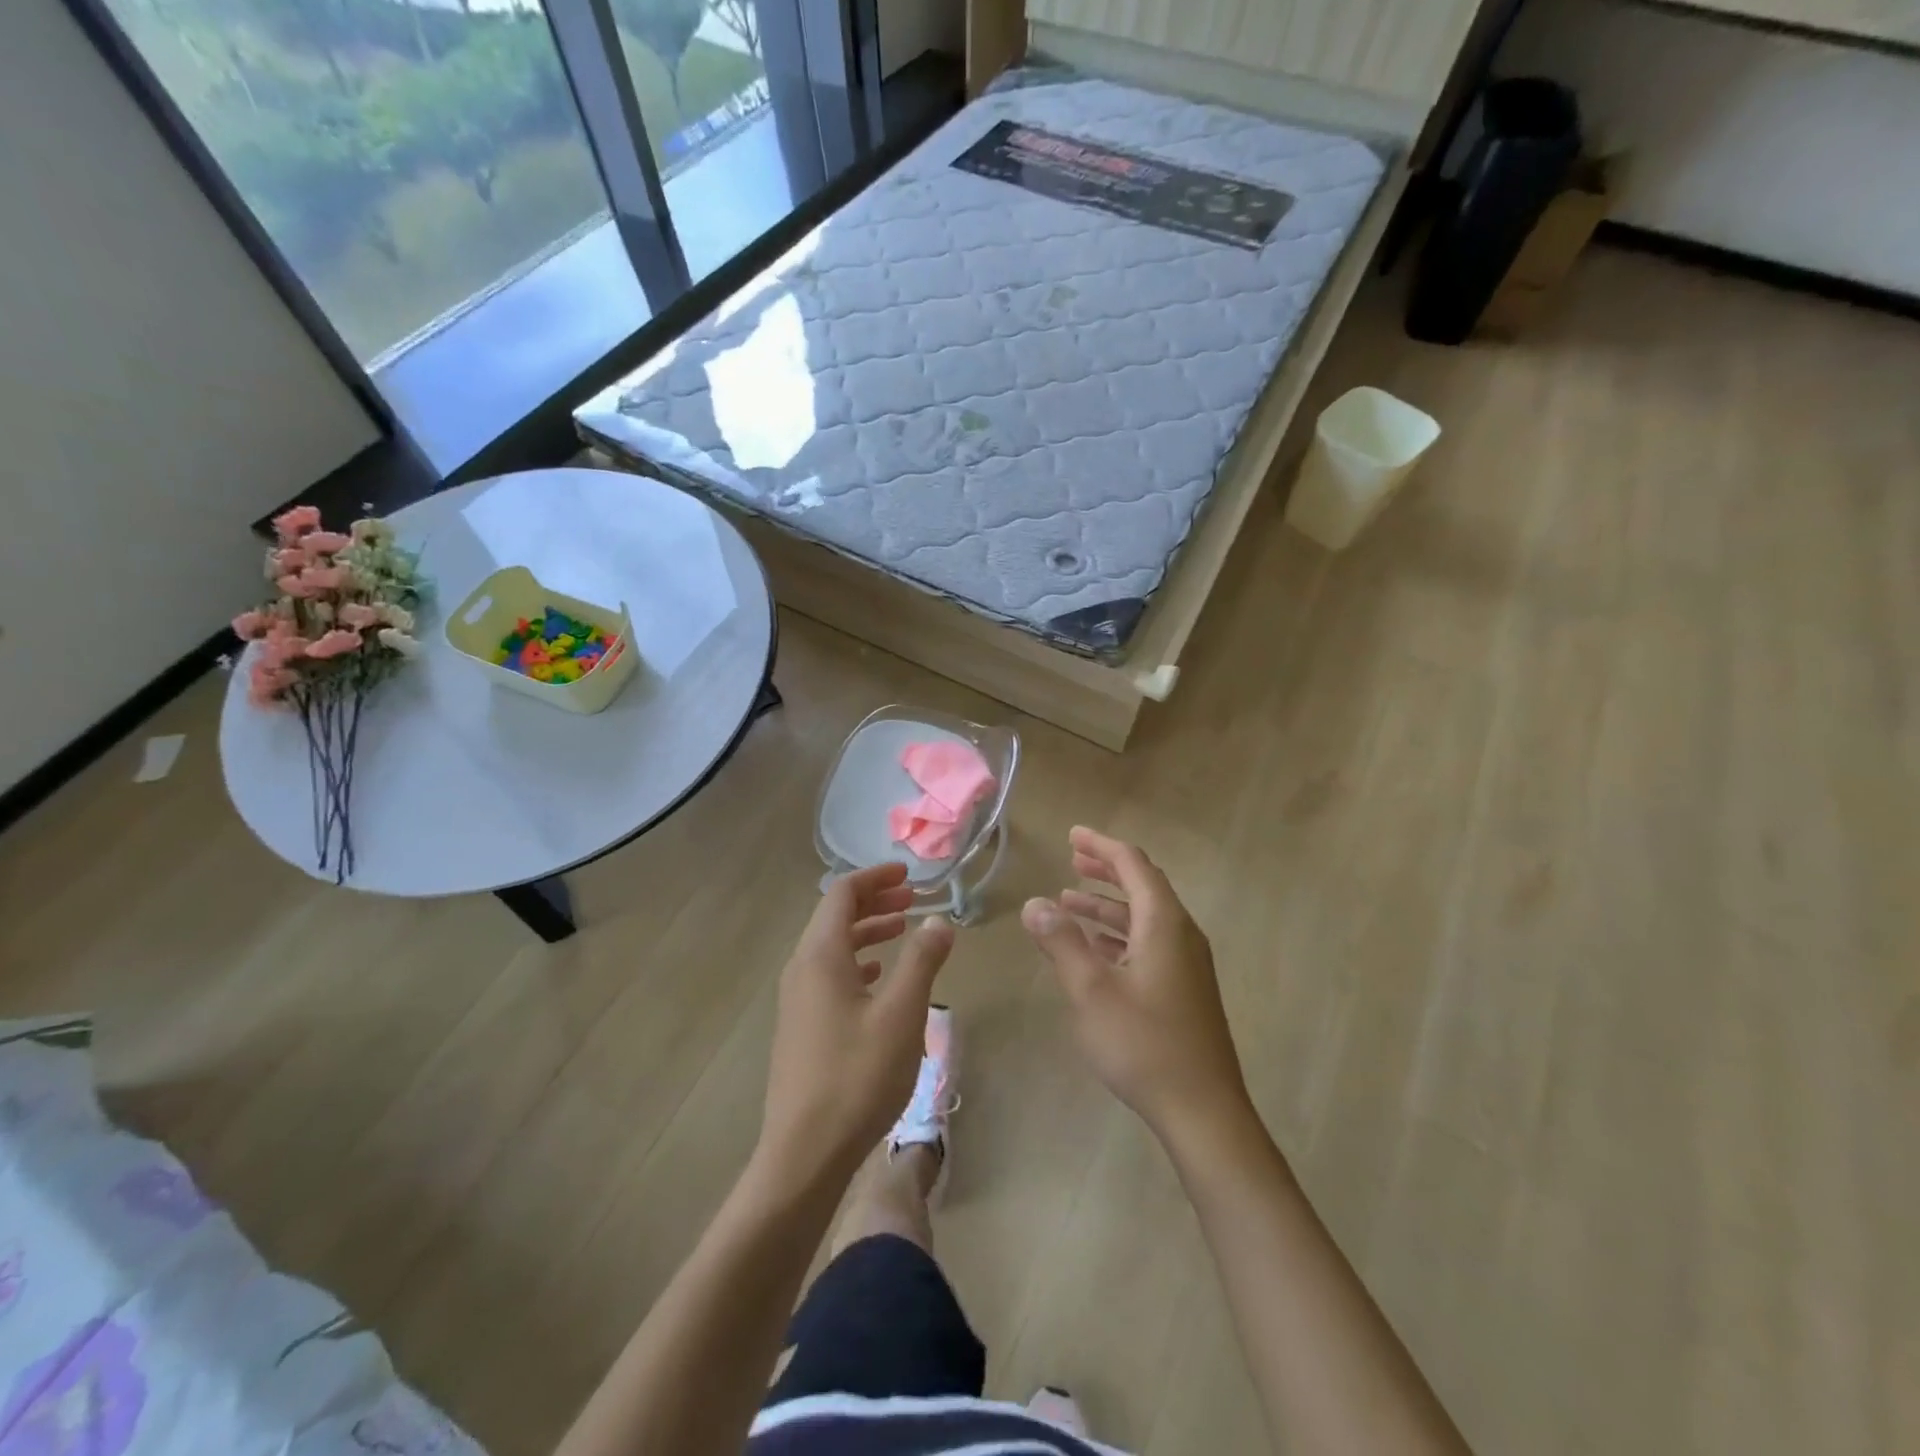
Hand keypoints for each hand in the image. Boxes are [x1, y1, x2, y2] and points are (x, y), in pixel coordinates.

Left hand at [758, 863, 954, 1188]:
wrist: (804, 1154)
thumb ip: (922, 961)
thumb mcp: (903, 1014)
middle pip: (834, 916)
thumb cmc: (857, 1076)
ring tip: (902, 930)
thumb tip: (938, 920)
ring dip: (867, 931)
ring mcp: (797, 1000)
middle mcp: (802, 969)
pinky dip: (857, 962)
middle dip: (874, 901)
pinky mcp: (801, 1027)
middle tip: (912, 898)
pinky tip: (878, 978)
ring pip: (832, 947)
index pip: (842, 894)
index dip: (876, 877)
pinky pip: (829, 975)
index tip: (909, 874)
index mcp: (821, 955)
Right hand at [1022, 827, 1249, 1142]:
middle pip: (1143, 885)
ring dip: (1107, 905)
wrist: (1204, 1111)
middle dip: (1105, 870)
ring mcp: (1187, 964)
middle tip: (1071, 859)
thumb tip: (1034, 903)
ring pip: (1144, 917)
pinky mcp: (1184, 989)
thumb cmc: (1144, 1044)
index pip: (1133, 865)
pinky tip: (1094, 949)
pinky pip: (1148, 942)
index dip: (1101, 846)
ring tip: (1068, 902)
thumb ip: (1062, 942)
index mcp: (1164, 924)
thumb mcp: (1092, 991)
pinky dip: (1118, 934)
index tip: (1072, 835)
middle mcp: (1181, 934)